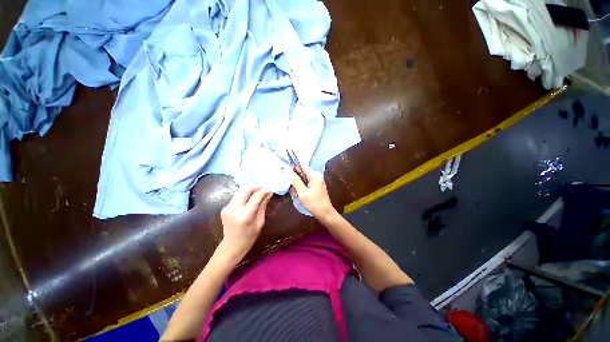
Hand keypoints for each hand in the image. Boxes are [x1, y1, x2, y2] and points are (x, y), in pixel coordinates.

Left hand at [219, 187, 272, 259]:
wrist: (232, 246)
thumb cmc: (249, 236)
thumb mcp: (260, 221)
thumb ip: (263, 205)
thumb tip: (269, 193)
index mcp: (246, 215)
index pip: (256, 196)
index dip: (263, 191)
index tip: (269, 190)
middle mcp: (235, 209)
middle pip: (245, 190)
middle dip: (255, 187)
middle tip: (263, 189)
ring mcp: (227, 208)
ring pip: (240, 191)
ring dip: (250, 190)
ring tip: (257, 193)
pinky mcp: (224, 208)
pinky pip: (236, 197)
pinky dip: (244, 195)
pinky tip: (249, 200)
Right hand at [286, 165, 336, 219]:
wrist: (326, 214)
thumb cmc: (314, 204)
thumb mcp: (303, 193)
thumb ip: (295, 181)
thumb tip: (288, 170)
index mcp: (314, 175)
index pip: (302, 165)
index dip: (293, 166)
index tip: (285, 171)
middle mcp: (316, 176)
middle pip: (302, 172)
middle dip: (295, 177)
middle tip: (289, 185)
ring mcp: (317, 182)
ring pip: (303, 178)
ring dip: (297, 184)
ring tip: (294, 192)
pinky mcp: (316, 187)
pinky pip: (306, 183)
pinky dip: (301, 187)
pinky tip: (298, 194)